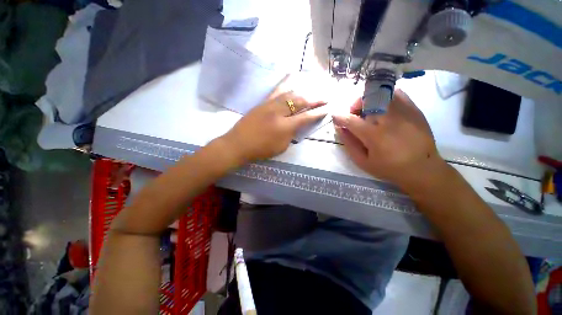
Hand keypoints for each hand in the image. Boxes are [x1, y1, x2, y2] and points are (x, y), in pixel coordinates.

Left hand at [221, 75, 326, 163]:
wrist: (238, 144)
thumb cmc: (261, 149)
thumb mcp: (281, 147)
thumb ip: (291, 135)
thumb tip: (297, 125)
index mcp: (285, 127)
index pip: (306, 117)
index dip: (318, 113)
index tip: (327, 108)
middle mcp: (279, 112)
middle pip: (300, 102)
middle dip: (315, 99)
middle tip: (325, 97)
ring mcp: (270, 105)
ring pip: (290, 94)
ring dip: (304, 91)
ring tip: (312, 90)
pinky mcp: (263, 102)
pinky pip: (277, 91)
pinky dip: (287, 84)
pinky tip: (292, 79)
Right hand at [333, 89, 446, 191]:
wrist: (422, 168)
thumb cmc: (389, 168)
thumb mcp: (363, 162)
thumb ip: (349, 144)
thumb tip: (339, 128)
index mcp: (374, 135)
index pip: (351, 120)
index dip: (339, 117)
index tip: (335, 117)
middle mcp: (388, 119)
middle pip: (366, 100)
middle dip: (354, 105)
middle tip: (354, 115)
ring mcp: (403, 112)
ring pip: (380, 94)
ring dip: (369, 100)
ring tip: (369, 111)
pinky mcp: (414, 109)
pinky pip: (397, 93)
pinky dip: (385, 96)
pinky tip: (383, 107)